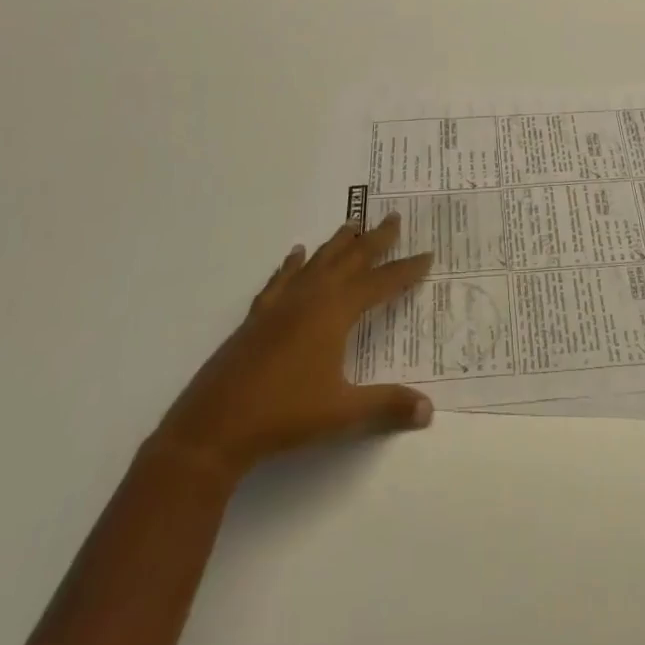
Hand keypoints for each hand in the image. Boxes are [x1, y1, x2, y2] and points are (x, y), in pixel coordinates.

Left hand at [149, 213, 434, 480]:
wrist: (215, 426)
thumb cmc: (285, 415)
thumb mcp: (342, 413)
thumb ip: (387, 406)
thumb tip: (429, 411)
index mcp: (336, 311)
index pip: (381, 283)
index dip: (406, 269)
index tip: (427, 254)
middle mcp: (312, 295)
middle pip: (351, 258)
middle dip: (375, 239)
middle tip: (393, 217)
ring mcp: (282, 302)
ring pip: (318, 261)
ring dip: (338, 242)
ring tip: (353, 224)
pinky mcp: (258, 315)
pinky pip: (282, 278)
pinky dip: (292, 264)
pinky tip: (296, 254)